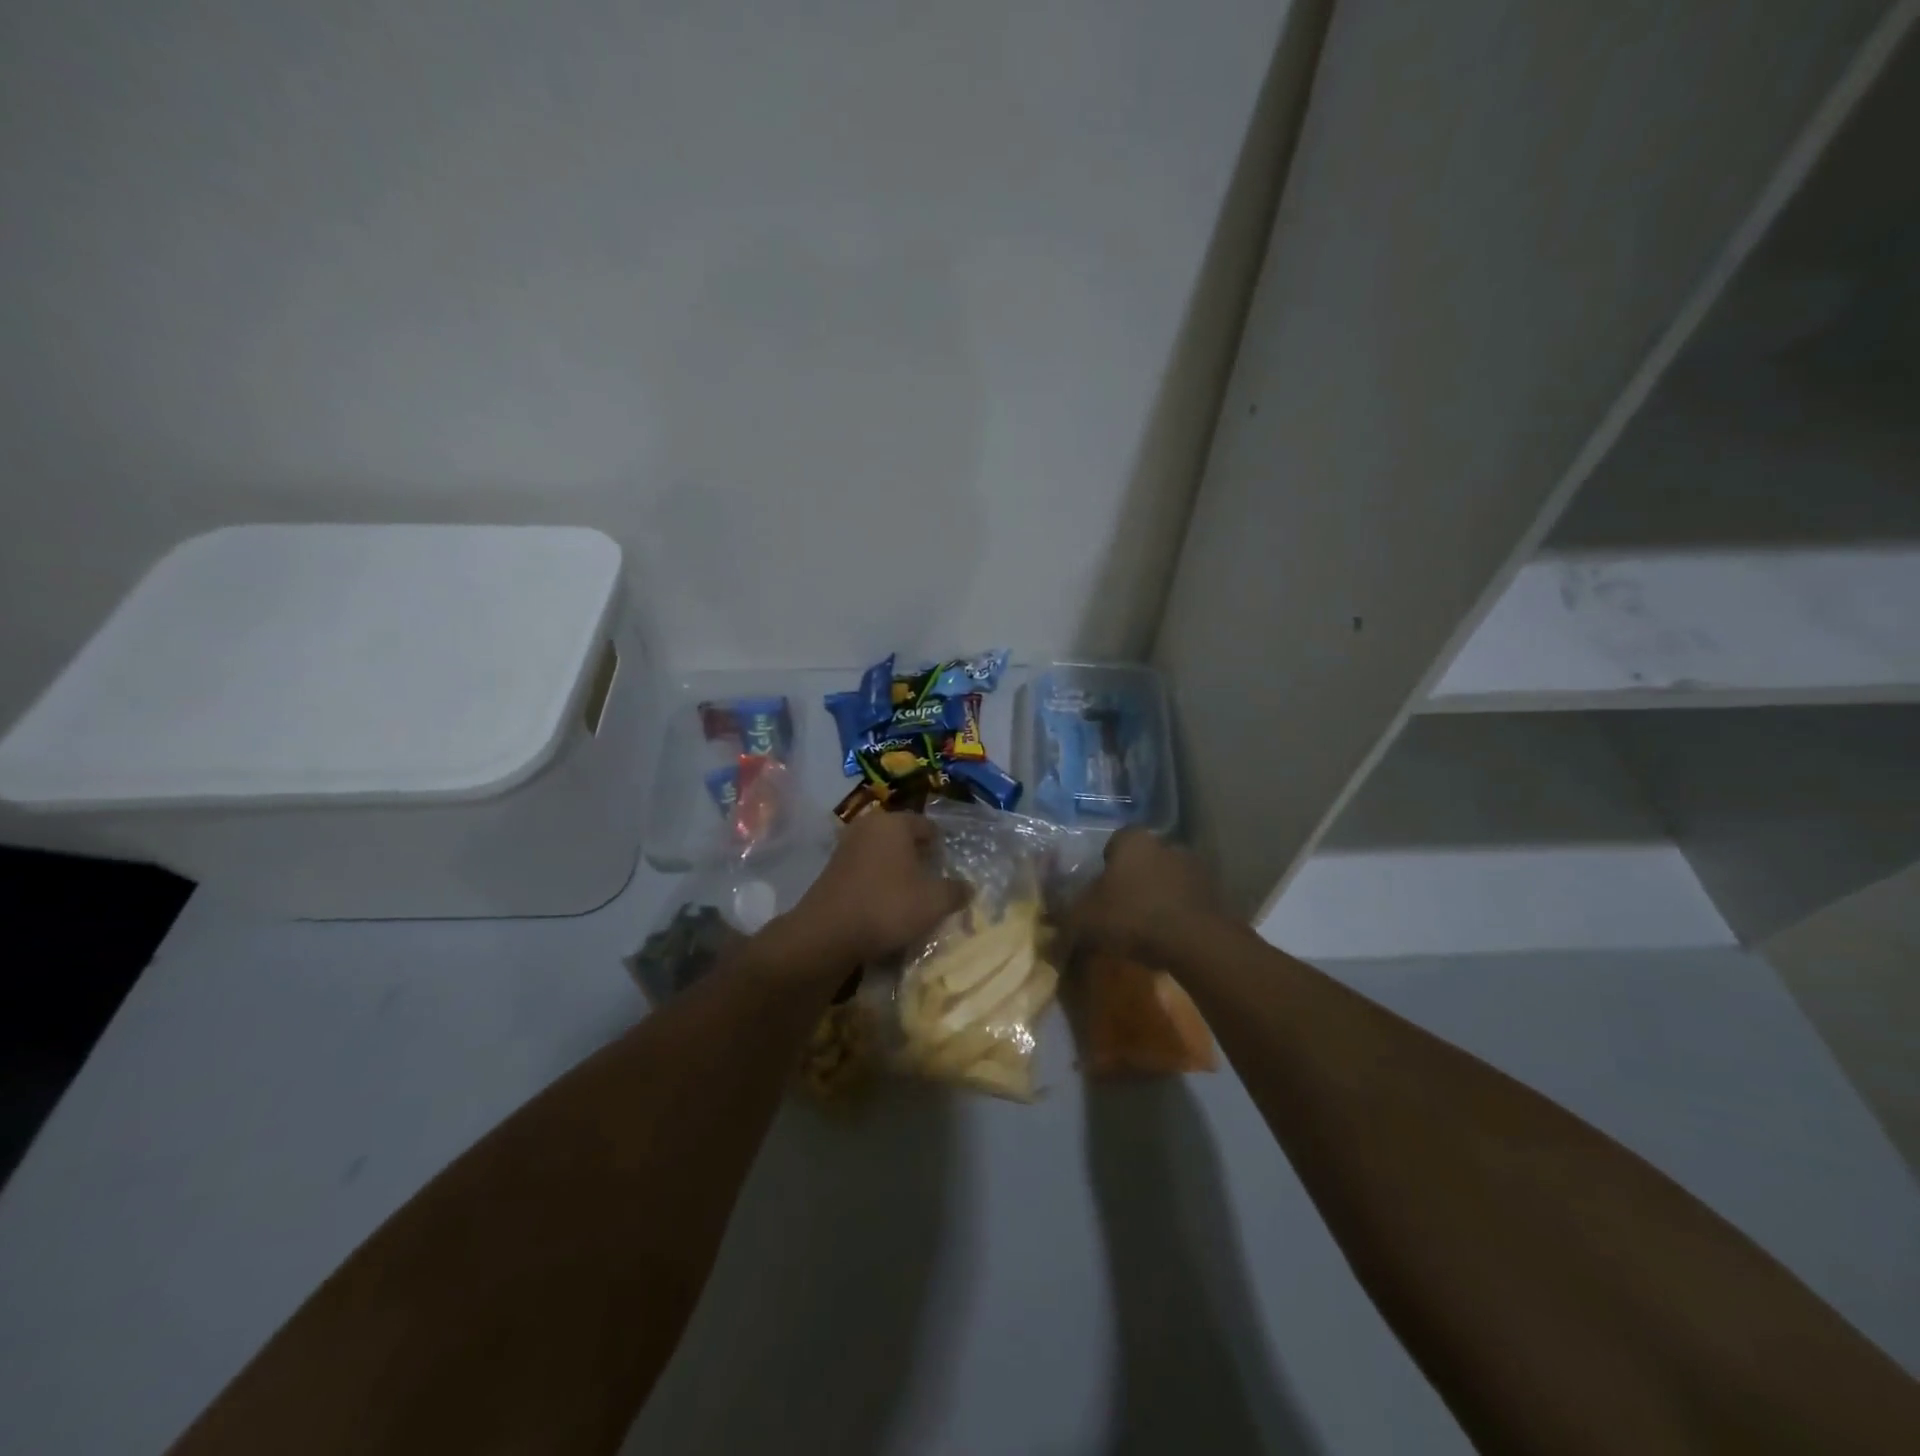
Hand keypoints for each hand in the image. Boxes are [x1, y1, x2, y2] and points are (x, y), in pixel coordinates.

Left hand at [775, 812, 969, 970]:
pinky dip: (877, 884)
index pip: (928, 826)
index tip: (949, 870)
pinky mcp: (831, 871)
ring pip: (883, 855)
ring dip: (897, 872)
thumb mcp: (935, 902)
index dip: (942, 848)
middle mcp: (868, 826)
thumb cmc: (888, 906)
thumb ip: (956, 891)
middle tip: (933, 884)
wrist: (828, 934)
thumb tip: (968, 887)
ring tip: (910, 898)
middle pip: (903, 839)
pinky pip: (865, 871)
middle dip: (919, 858)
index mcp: (894, 822)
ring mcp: (845, 847)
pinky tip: (884, 906)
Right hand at [1064, 828, 1219, 967]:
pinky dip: (1176, 915)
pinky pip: (1186, 902)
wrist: (1196, 941)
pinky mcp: (1215, 894)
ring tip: (1144, 930)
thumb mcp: (1085, 921)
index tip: (1098, 893)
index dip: (1103, 866)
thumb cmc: (1133, 916)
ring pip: (1165, 881)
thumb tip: (1048, 939)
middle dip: (1131, 882)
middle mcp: (1166, 844)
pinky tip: (1167, 938)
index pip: (1113, 843)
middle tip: (1118, 911)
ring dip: (1156, 898)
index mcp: (1133, 840)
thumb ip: (1064, 923)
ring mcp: (1195, 868)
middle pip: (1141, 861)